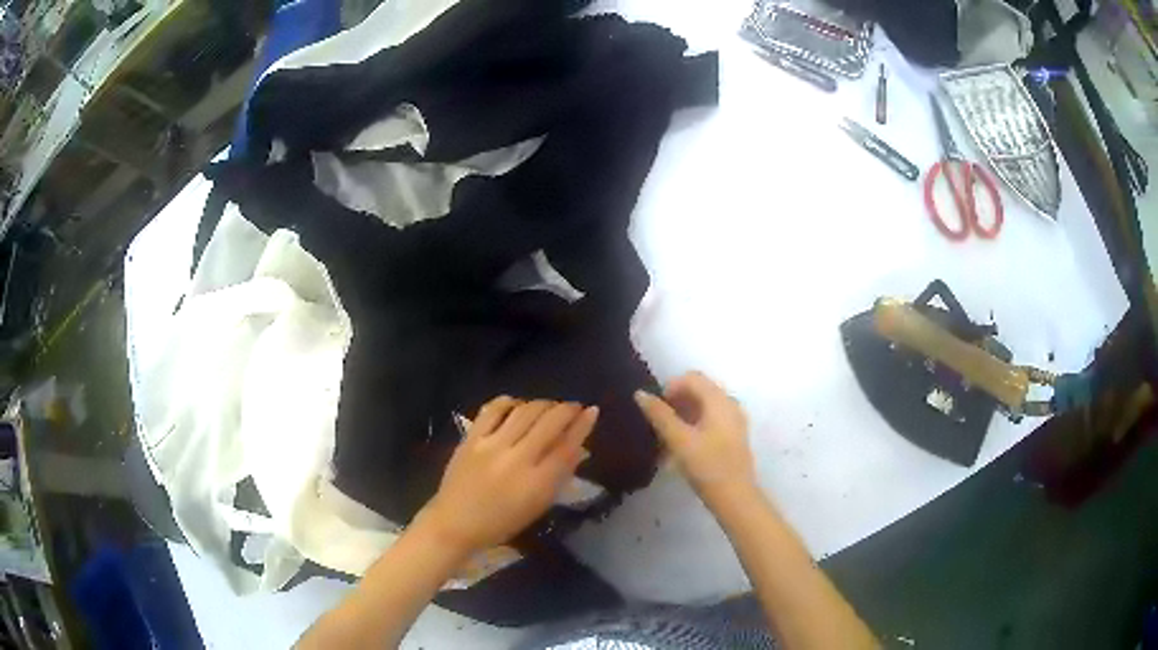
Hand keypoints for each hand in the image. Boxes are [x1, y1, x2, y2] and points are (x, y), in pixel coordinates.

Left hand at [416, 398, 597, 554]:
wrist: (455, 524)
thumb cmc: (502, 522)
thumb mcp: (538, 505)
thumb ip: (559, 475)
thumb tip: (578, 447)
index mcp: (537, 484)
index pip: (567, 446)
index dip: (582, 425)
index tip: (592, 411)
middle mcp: (516, 460)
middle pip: (548, 422)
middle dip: (566, 409)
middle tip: (573, 407)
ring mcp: (491, 446)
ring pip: (524, 411)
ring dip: (542, 404)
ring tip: (549, 406)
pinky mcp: (471, 439)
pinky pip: (493, 409)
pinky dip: (510, 402)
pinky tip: (517, 405)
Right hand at [634, 372, 756, 508]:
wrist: (735, 497)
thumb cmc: (706, 466)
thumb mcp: (678, 440)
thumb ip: (659, 415)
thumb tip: (640, 393)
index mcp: (719, 400)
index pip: (692, 378)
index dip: (670, 387)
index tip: (654, 408)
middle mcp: (730, 404)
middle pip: (700, 390)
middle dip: (676, 401)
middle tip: (658, 422)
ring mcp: (735, 420)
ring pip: (705, 406)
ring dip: (684, 414)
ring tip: (667, 436)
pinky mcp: (734, 436)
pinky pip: (712, 419)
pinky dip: (695, 425)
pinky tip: (682, 446)